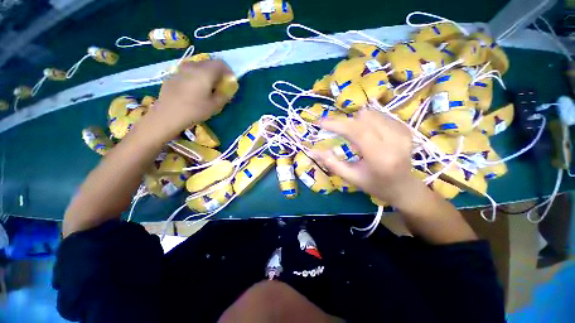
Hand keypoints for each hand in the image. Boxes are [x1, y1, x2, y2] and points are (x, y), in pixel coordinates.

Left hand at [149, 60, 233, 138]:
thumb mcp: (215, 105)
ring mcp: (181, 69)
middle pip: (209, 63)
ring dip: (207, 74)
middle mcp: (193, 66)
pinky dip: (196, 76)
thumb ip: (225, 94)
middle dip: (218, 72)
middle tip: (220, 85)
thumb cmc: (195, 110)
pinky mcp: (174, 75)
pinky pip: (189, 71)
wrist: (168, 114)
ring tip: (208, 87)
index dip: (228, 71)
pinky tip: (195, 89)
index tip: (230, 82)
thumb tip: (229, 88)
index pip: (221, 64)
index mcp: (205, 72)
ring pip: (198, 66)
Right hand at [312, 109, 416, 204]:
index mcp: (380, 157)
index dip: (337, 124)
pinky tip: (366, 134)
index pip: (356, 132)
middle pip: (363, 119)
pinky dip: (367, 122)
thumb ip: (331, 163)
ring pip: (371, 114)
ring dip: (355, 122)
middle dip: (344, 123)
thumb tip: (313, 151)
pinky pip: (379, 116)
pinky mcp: (405, 128)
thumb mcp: (350, 177)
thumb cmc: (375, 185)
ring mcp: (402, 133)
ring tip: (352, 136)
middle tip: (333, 129)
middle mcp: (394, 141)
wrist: (404, 187)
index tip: (321, 123)